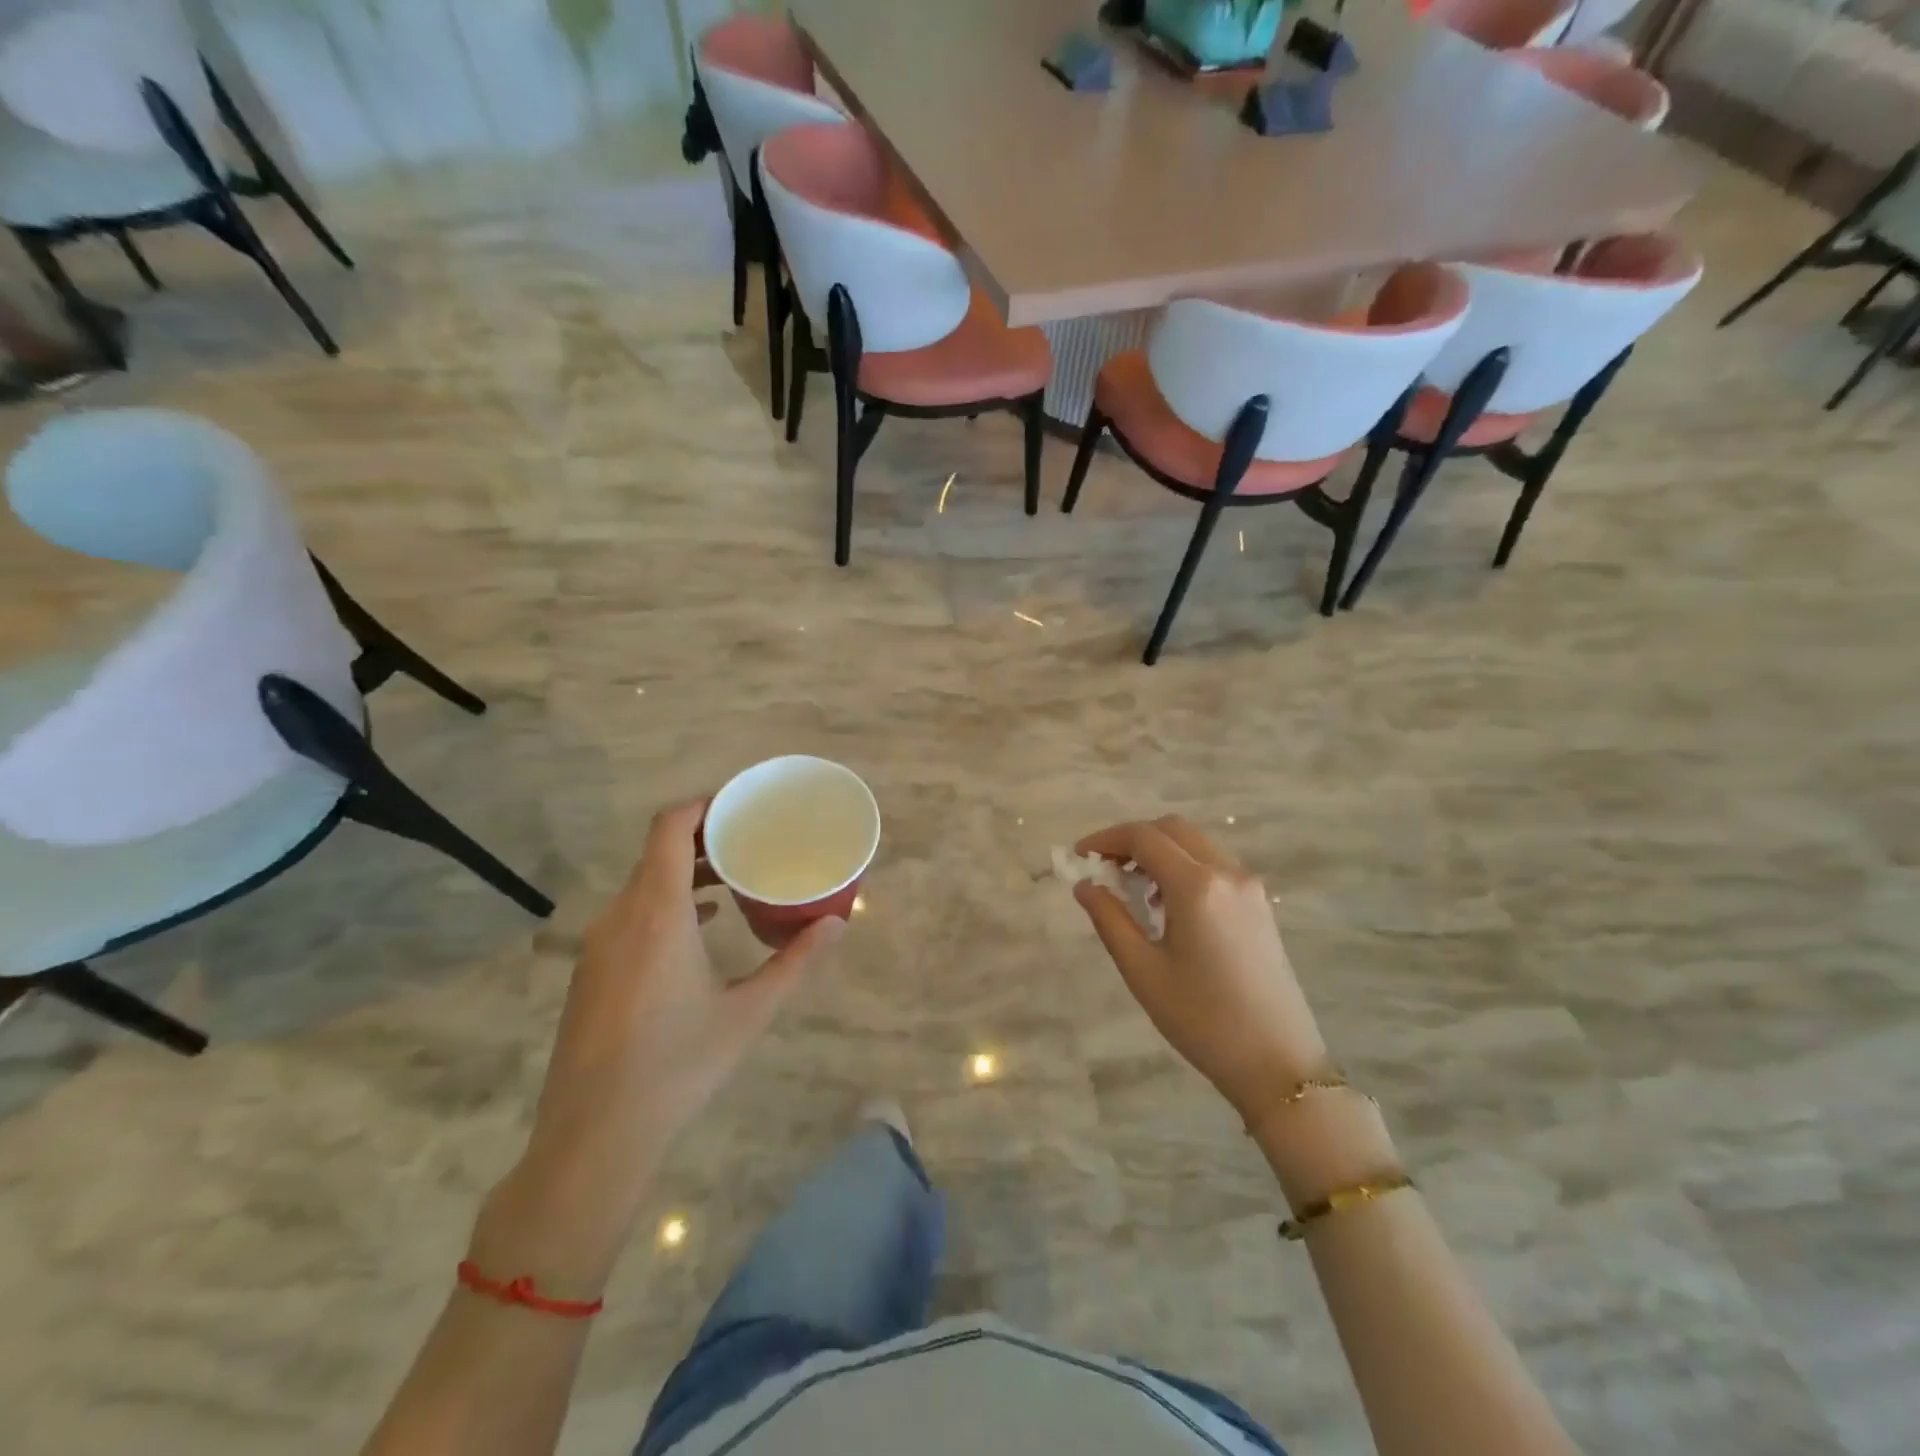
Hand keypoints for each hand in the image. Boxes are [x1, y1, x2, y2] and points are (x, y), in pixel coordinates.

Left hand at [501, 800, 843, 1272]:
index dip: (701, 805)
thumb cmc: (678, 1066)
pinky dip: (666, 902)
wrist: (593, 1137)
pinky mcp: (591, 971)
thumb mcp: (749, 1012)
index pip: (669, 828)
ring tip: (732, 878)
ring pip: (643, 884)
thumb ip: (796, 962)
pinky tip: (701, 926)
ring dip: (684, 871)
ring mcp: (599, 945)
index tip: (740, 805)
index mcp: (657, 913)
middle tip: (750, 839)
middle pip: (657, 852)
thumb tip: (838, 923)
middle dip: (703, 837)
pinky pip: (631, 913)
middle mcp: (621, 916)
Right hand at [1072, 816, 1329, 1124]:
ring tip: (1132, 890)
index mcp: (1197, 886)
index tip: (1079, 856)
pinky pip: (1214, 866)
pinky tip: (1168, 906)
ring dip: (1160, 852)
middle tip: (1104, 868)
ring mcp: (1249, 887)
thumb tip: (1086, 885)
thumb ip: (1109, 919)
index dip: (1105, 839)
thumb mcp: (1143, 970)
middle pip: (1172, 830)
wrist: (1278, 1063)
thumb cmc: (1202, 1019)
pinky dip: (1184, 868)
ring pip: (1196, 845)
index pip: (1143, 837)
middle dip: (1132, 839)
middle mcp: (1227, 873)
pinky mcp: (1260, 905)